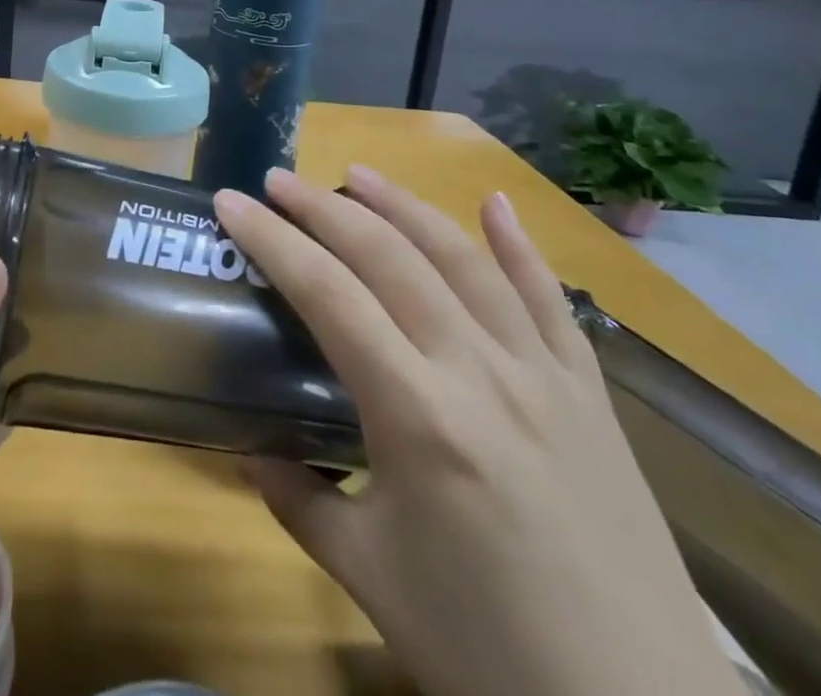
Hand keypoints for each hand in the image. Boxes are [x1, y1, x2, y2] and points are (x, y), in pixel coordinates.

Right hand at [215, 168, 742, 695]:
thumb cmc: (489, 652)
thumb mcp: (370, 576)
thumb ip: (298, 499)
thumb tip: (248, 449)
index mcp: (417, 415)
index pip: (327, 294)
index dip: (272, 239)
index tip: (230, 201)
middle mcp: (479, 372)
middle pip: (389, 257)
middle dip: (324, 207)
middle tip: (278, 179)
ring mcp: (543, 375)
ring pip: (463, 260)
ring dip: (405, 206)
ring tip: (358, 173)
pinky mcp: (590, 394)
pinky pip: (551, 301)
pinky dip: (519, 245)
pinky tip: (496, 204)